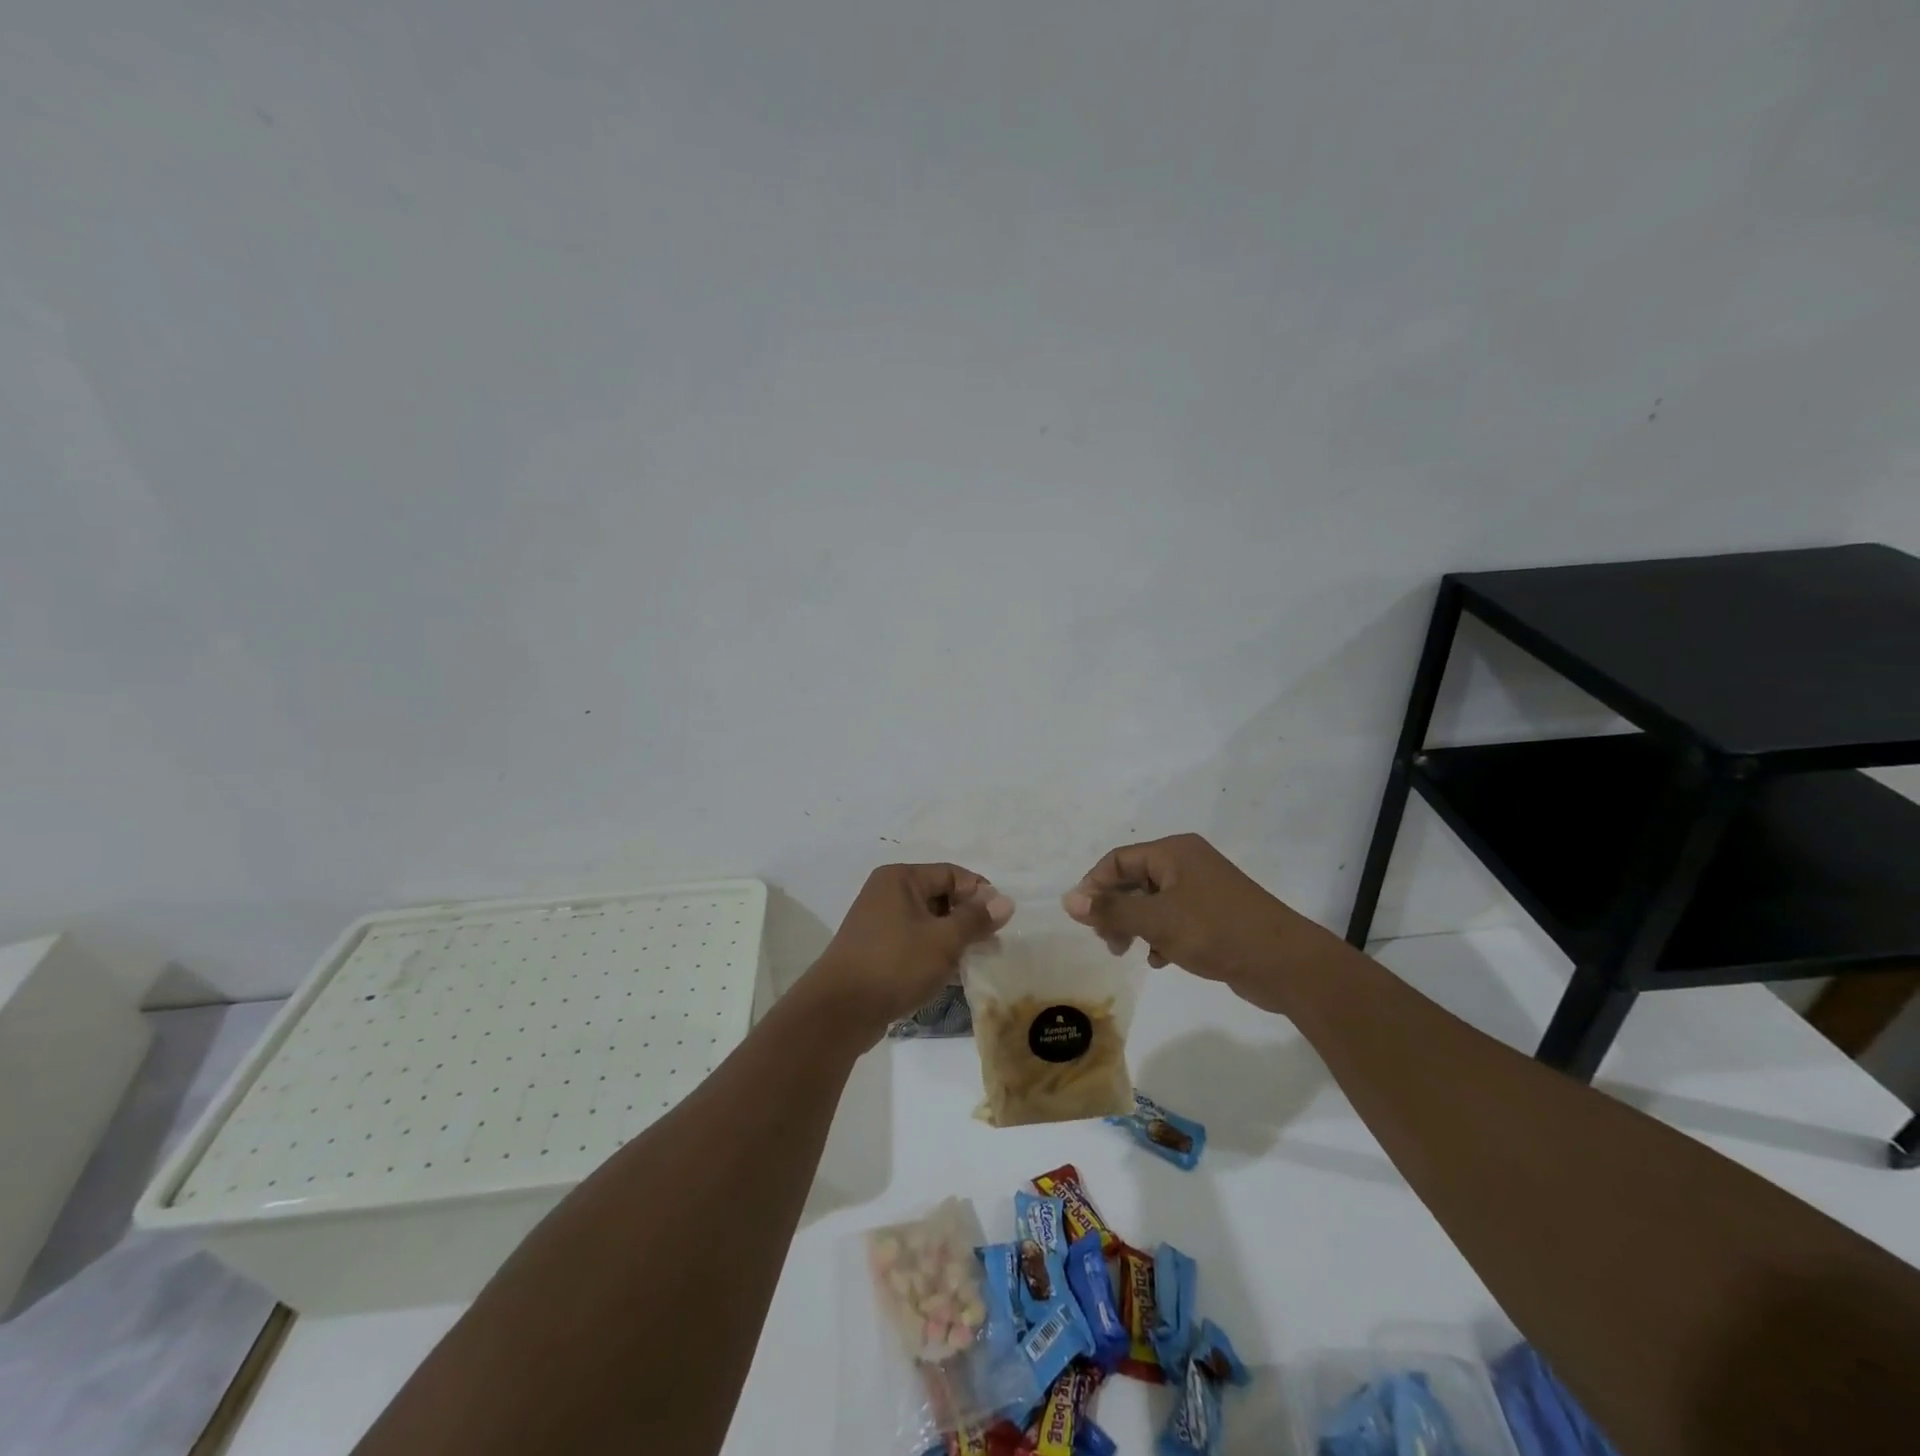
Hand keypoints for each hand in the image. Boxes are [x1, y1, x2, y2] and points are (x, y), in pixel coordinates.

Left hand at [802, 863, 1012, 1044]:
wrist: (840, 1010)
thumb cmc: (895, 964)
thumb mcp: (943, 940)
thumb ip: (976, 919)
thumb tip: (1005, 901)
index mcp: (900, 878)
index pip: (952, 874)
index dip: (980, 893)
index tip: (1002, 920)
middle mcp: (887, 893)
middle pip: (939, 896)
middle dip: (968, 918)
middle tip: (992, 942)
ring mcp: (878, 923)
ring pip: (927, 922)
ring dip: (953, 938)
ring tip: (975, 960)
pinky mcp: (876, 950)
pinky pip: (914, 942)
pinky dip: (934, 953)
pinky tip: (952, 975)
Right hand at [1062, 834, 1317, 1012]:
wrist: (1284, 964)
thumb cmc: (1215, 931)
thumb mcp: (1157, 921)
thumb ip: (1112, 911)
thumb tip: (1068, 900)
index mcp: (1174, 852)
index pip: (1118, 860)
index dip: (1094, 886)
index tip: (1082, 919)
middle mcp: (1187, 864)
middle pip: (1134, 880)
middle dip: (1115, 909)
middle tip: (1106, 941)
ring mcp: (1203, 890)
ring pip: (1153, 903)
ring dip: (1135, 925)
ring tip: (1127, 951)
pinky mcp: (1214, 916)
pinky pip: (1174, 919)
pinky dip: (1160, 936)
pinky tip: (1159, 960)